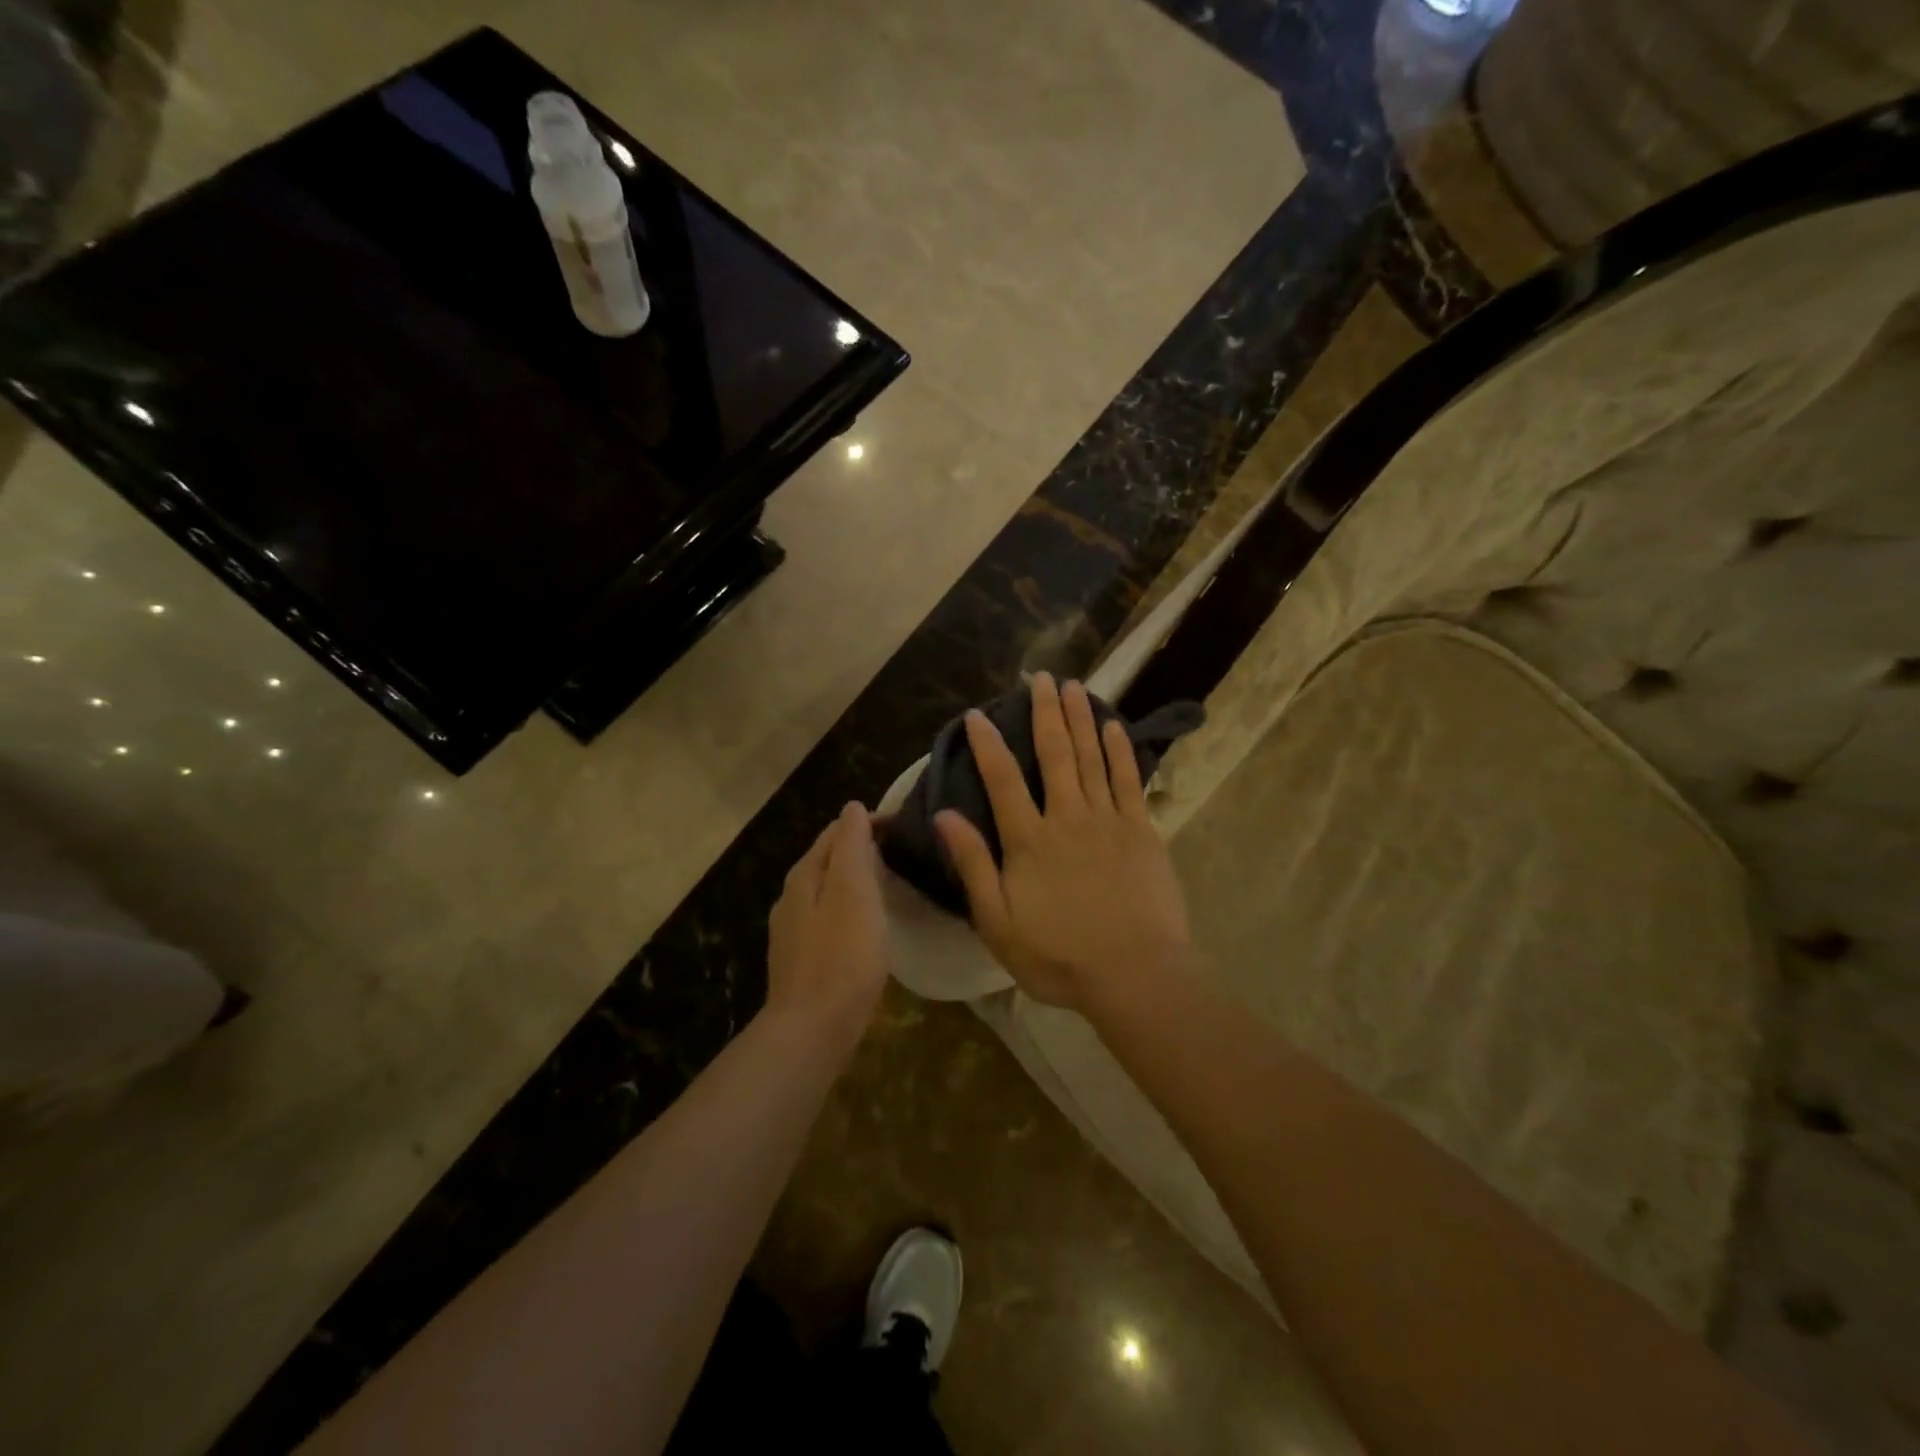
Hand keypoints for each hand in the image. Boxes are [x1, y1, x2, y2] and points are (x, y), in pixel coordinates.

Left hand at [766, 802, 889, 1043]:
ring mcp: (793, 931)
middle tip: (903, 852)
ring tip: (891, 883)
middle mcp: (792, 897)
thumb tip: (852, 807)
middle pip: (829, 859)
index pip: (836, 831)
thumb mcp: (854, 892)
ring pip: (828, 889)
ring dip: (856, 879)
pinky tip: (867, 924)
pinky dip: (850, 907)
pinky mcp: (802, 959)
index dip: (869, 823)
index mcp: (804, 875)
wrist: (812, 1030)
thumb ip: (852, 846)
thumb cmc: (842, 956)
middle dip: (862, 848)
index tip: (905, 827)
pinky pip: (829, 917)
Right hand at [935, 674, 1193, 1011]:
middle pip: (1054, 754)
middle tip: (1040, 677)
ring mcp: (1109, 821)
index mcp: (1029, 841)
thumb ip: (973, 865)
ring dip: (1081, 719)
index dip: (987, 744)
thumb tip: (946, 815)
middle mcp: (1067, 818)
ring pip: (1091, 758)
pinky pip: (1129, 780)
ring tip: (1074, 685)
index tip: (978, 714)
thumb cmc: (1059, 956)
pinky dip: (1120, 750)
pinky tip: (1113, 726)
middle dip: (1045, 712)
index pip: (1002, 780)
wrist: (1135, 974)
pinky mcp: (1142, 831)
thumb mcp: (998, 923)